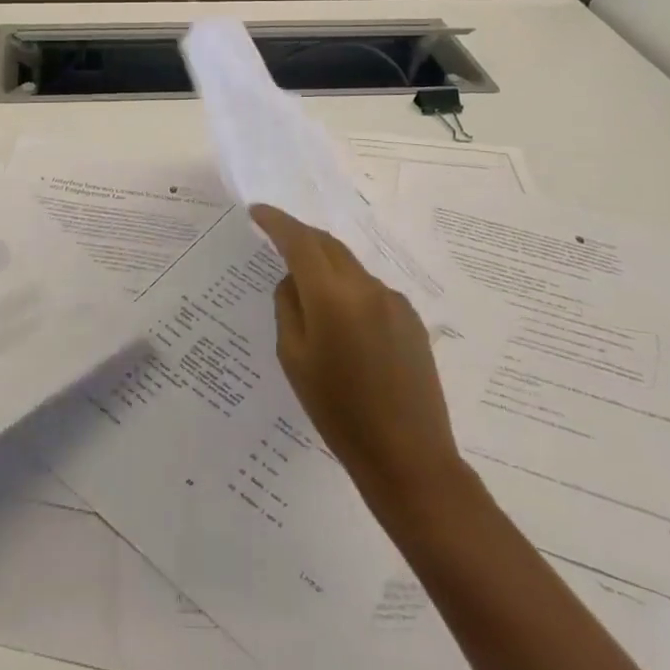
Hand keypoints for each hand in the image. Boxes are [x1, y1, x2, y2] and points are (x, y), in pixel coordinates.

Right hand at [251, 206, 469, 527]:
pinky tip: (345, 326)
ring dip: (326, 267)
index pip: (299, 241)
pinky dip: (349, 291)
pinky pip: (370, 290)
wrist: (408, 457)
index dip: (276, 222)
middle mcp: (365, 287)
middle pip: (328, 245)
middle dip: (300, 237)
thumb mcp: (294, 359)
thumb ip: (288, 308)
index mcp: (332, 296)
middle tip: (276, 239)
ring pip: (350, 267)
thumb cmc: (338, 412)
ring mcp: (393, 301)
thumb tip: (293, 281)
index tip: (257, 212)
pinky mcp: (411, 319)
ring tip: (310, 294)